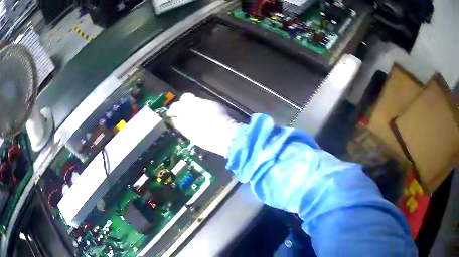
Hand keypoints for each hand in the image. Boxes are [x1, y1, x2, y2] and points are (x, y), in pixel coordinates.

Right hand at [166, 93, 240, 156]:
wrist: (225, 135)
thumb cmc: (204, 137)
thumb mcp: (188, 132)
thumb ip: (180, 124)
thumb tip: (175, 119)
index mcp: (186, 109)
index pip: (175, 106)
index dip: (172, 110)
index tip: (171, 116)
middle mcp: (195, 102)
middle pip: (186, 98)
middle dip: (183, 104)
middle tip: (183, 113)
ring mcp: (207, 102)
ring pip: (197, 101)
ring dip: (194, 107)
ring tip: (196, 117)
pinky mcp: (216, 105)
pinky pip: (206, 105)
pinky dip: (204, 109)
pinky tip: (207, 117)